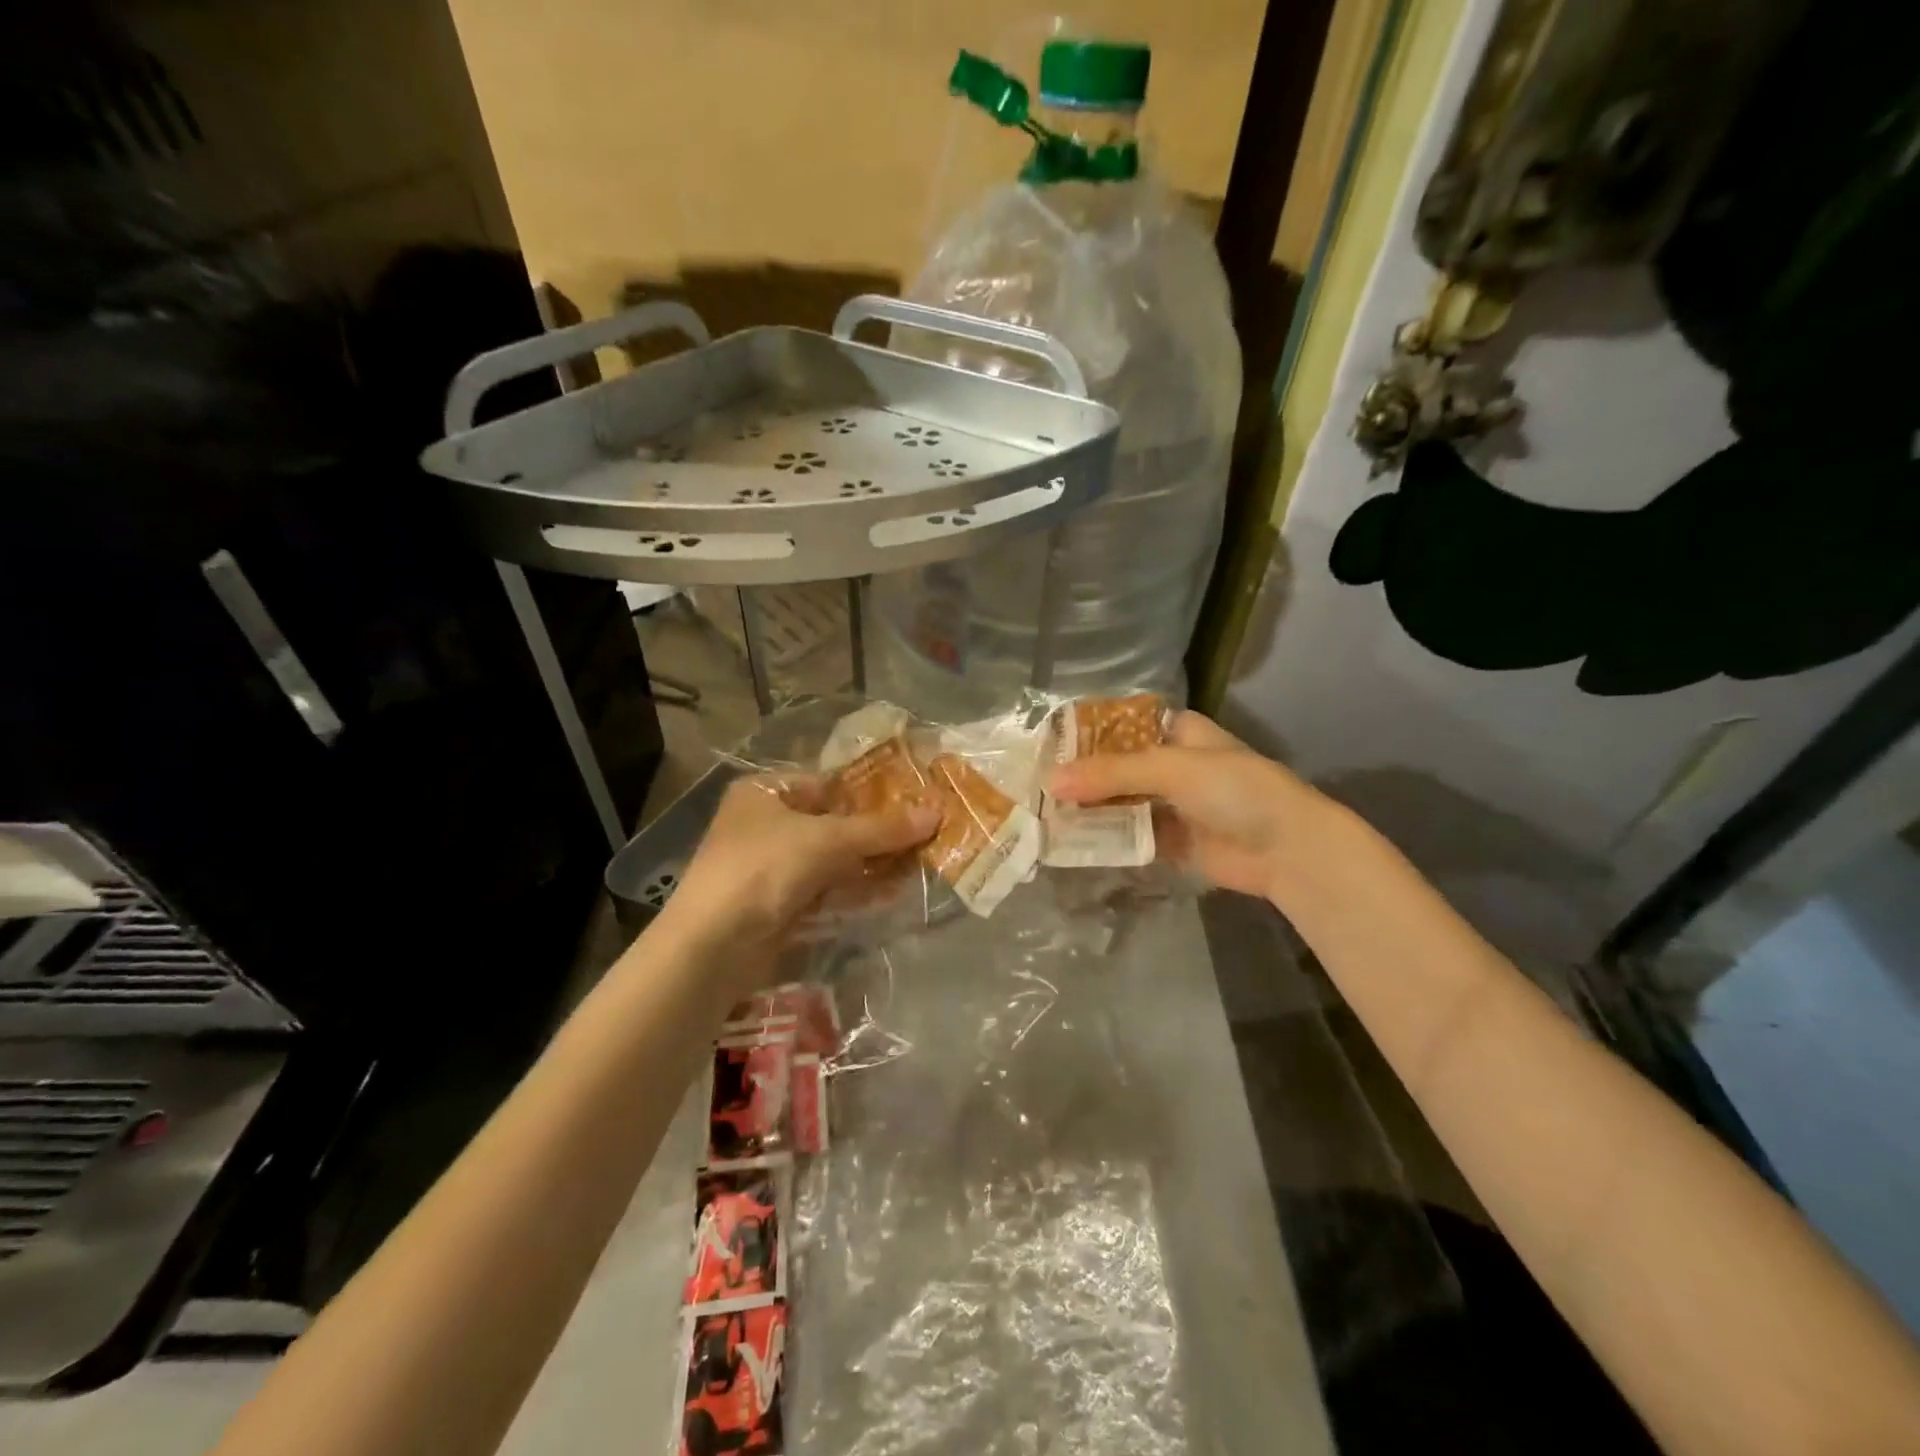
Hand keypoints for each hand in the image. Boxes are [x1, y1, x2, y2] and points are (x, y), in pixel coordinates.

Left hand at [665, 773, 938, 952]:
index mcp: (766, 792)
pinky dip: (856, 890)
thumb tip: (937, 812)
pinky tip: (893, 891)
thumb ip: (882, 829)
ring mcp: (771, 867)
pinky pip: (826, 890)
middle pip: (834, 823)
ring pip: (833, 860)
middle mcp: (766, 824)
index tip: (915, 801)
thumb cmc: (764, 869)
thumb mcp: (827, 840)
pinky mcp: (779, 905)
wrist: (712, 946)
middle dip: (877, 832)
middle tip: (926, 834)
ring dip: (872, 863)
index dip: (872, 794)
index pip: (829, 784)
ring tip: (920, 862)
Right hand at [1048, 711, 1324, 903]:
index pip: (1120, 725)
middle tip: (1032, 783)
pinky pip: (1128, 834)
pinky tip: (1067, 840)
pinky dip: (1103, 837)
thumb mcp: (1171, 768)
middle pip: (1115, 766)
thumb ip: (1111, 773)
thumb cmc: (1235, 790)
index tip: (1043, 744)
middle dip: (1080, 775)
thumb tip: (1051, 781)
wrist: (1288, 849)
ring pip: (1118, 801)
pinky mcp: (1169, 840)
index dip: (1085, 732)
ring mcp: (1169, 803)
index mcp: (1176, 732)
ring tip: (1040, 812)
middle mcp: (1170, 764)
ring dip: (1087, 807)